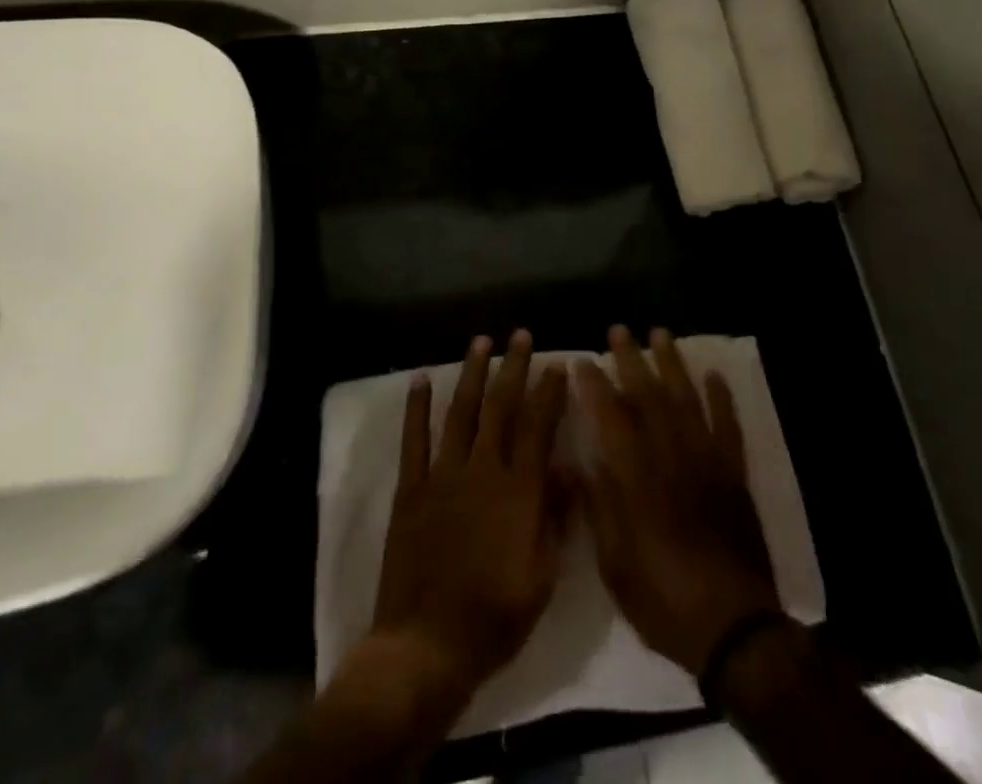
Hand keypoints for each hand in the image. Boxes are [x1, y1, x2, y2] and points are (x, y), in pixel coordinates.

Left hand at [370, 331, 570, 709]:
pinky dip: (417, 407)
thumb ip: (555, 517)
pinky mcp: (412, 489)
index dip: (549, 392)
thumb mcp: (543, 575)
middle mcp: (483, 470)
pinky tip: (421, 379)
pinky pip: (414, 440)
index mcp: (519, 490)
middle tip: (521, 335)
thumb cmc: (495, 615)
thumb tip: (570, 470)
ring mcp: (443, 475)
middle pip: (501, 407)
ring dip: (472, 374)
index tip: (557, 364)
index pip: (538, 426)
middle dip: (513, 367)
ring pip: (461, 412)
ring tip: (481, 341)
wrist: (427, 645)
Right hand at [575, 326, 781, 676]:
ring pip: (687, 401)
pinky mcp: (734, 475)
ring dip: (673, 365)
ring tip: (661, 334)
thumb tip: (581, 462)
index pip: (611, 419)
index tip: (582, 361)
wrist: (733, 628)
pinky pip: (728, 427)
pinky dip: (721, 399)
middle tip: (619, 330)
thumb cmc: (664, 600)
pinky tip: (713, 375)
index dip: (595, 387)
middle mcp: (671, 459)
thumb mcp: (615, 566)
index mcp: (637, 481)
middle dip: (631, 361)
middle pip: (649, 398)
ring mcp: (707, 463)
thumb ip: (599, 509)